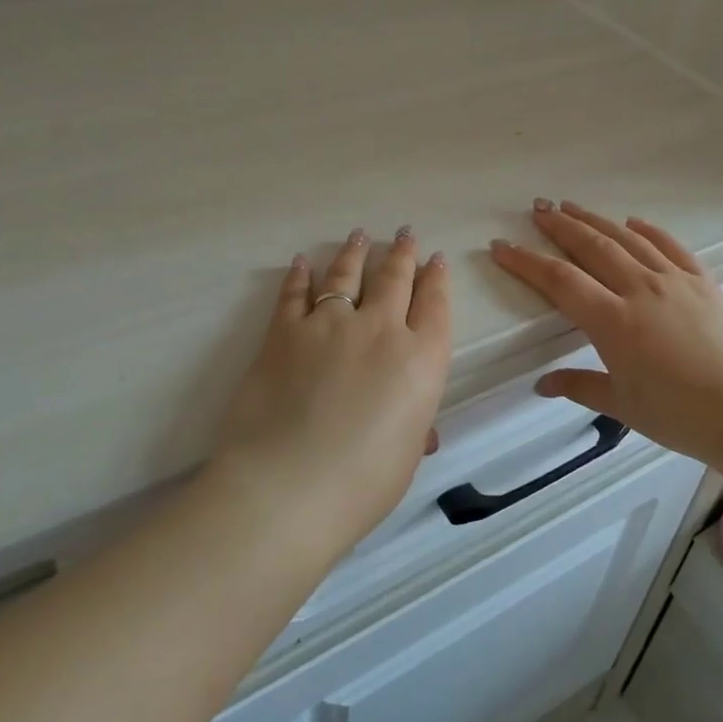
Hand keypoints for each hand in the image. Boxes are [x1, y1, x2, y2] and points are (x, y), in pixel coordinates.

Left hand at [208, 227, 451, 553]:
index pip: (435, 305)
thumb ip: (414, 428)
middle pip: (395, 279)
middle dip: (403, 253)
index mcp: (421, 360)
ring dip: (356, 253)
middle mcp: (381, 330)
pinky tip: (303, 262)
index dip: (437, 279)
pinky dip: (299, 275)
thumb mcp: (405, 456)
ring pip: (348, 275)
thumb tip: (418, 428)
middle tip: (405, 234)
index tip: (436, 260)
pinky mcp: (285, 333)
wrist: (288, 487)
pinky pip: (295, 294)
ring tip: (360, 235)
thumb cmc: (362, 484)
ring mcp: (331, 325)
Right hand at [490, 202, 722, 469]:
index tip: (502, 246)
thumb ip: (579, 386)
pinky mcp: (703, 282)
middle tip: (537, 209)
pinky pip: (671, 246)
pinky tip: (634, 222)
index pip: (560, 281)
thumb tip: (542, 384)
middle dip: (560, 226)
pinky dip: (649, 231)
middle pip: (592, 247)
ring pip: (628, 240)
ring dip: (596, 221)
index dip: (526, 261)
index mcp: (614, 322)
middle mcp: (641, 290)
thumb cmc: (679, 416)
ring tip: (572, 206)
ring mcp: (675, 281)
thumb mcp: (622, 405)